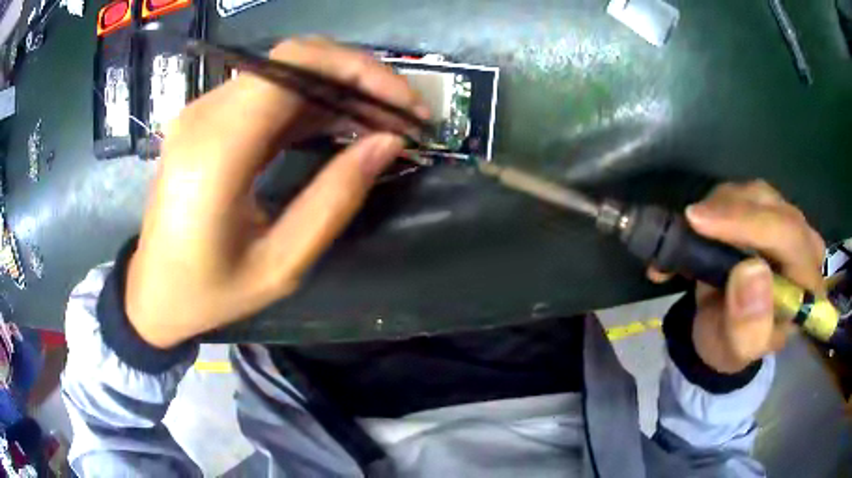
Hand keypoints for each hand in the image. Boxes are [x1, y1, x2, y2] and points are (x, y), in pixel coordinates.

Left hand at [126, 39, 427, 347]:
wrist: (152, 293)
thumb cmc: (209, 292)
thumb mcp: (280, 266)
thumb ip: (334, 199)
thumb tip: (389, 143)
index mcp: (216, 150)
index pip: (296, 65)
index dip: (361, 72)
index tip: (408, 107)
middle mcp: (205, 115)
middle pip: (295, 58)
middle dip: (360, 78)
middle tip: (403, 116)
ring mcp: (203, 112)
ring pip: (287, 70)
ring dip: (340, 89)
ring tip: (382, 123)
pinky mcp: (207, 119)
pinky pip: (270, 92)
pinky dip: (313, 102)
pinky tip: (342, 125)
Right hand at [650, 181, 825, 372]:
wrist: (724, 332)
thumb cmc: (733, 346)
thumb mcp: (736, 351)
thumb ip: (748, 326)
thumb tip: (751, 272)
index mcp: (808, 284)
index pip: (788, 235)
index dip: (748, 223)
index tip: (701, 222)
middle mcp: (804, 245)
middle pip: (772, 206)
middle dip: (729, 212)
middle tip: (689, 224)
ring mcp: (786, 223)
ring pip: (754, 194)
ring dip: (719, 208)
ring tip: (689, 235)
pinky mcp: (767, 212)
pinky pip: (741, 194)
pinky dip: (714, 207)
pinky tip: (695, 227)